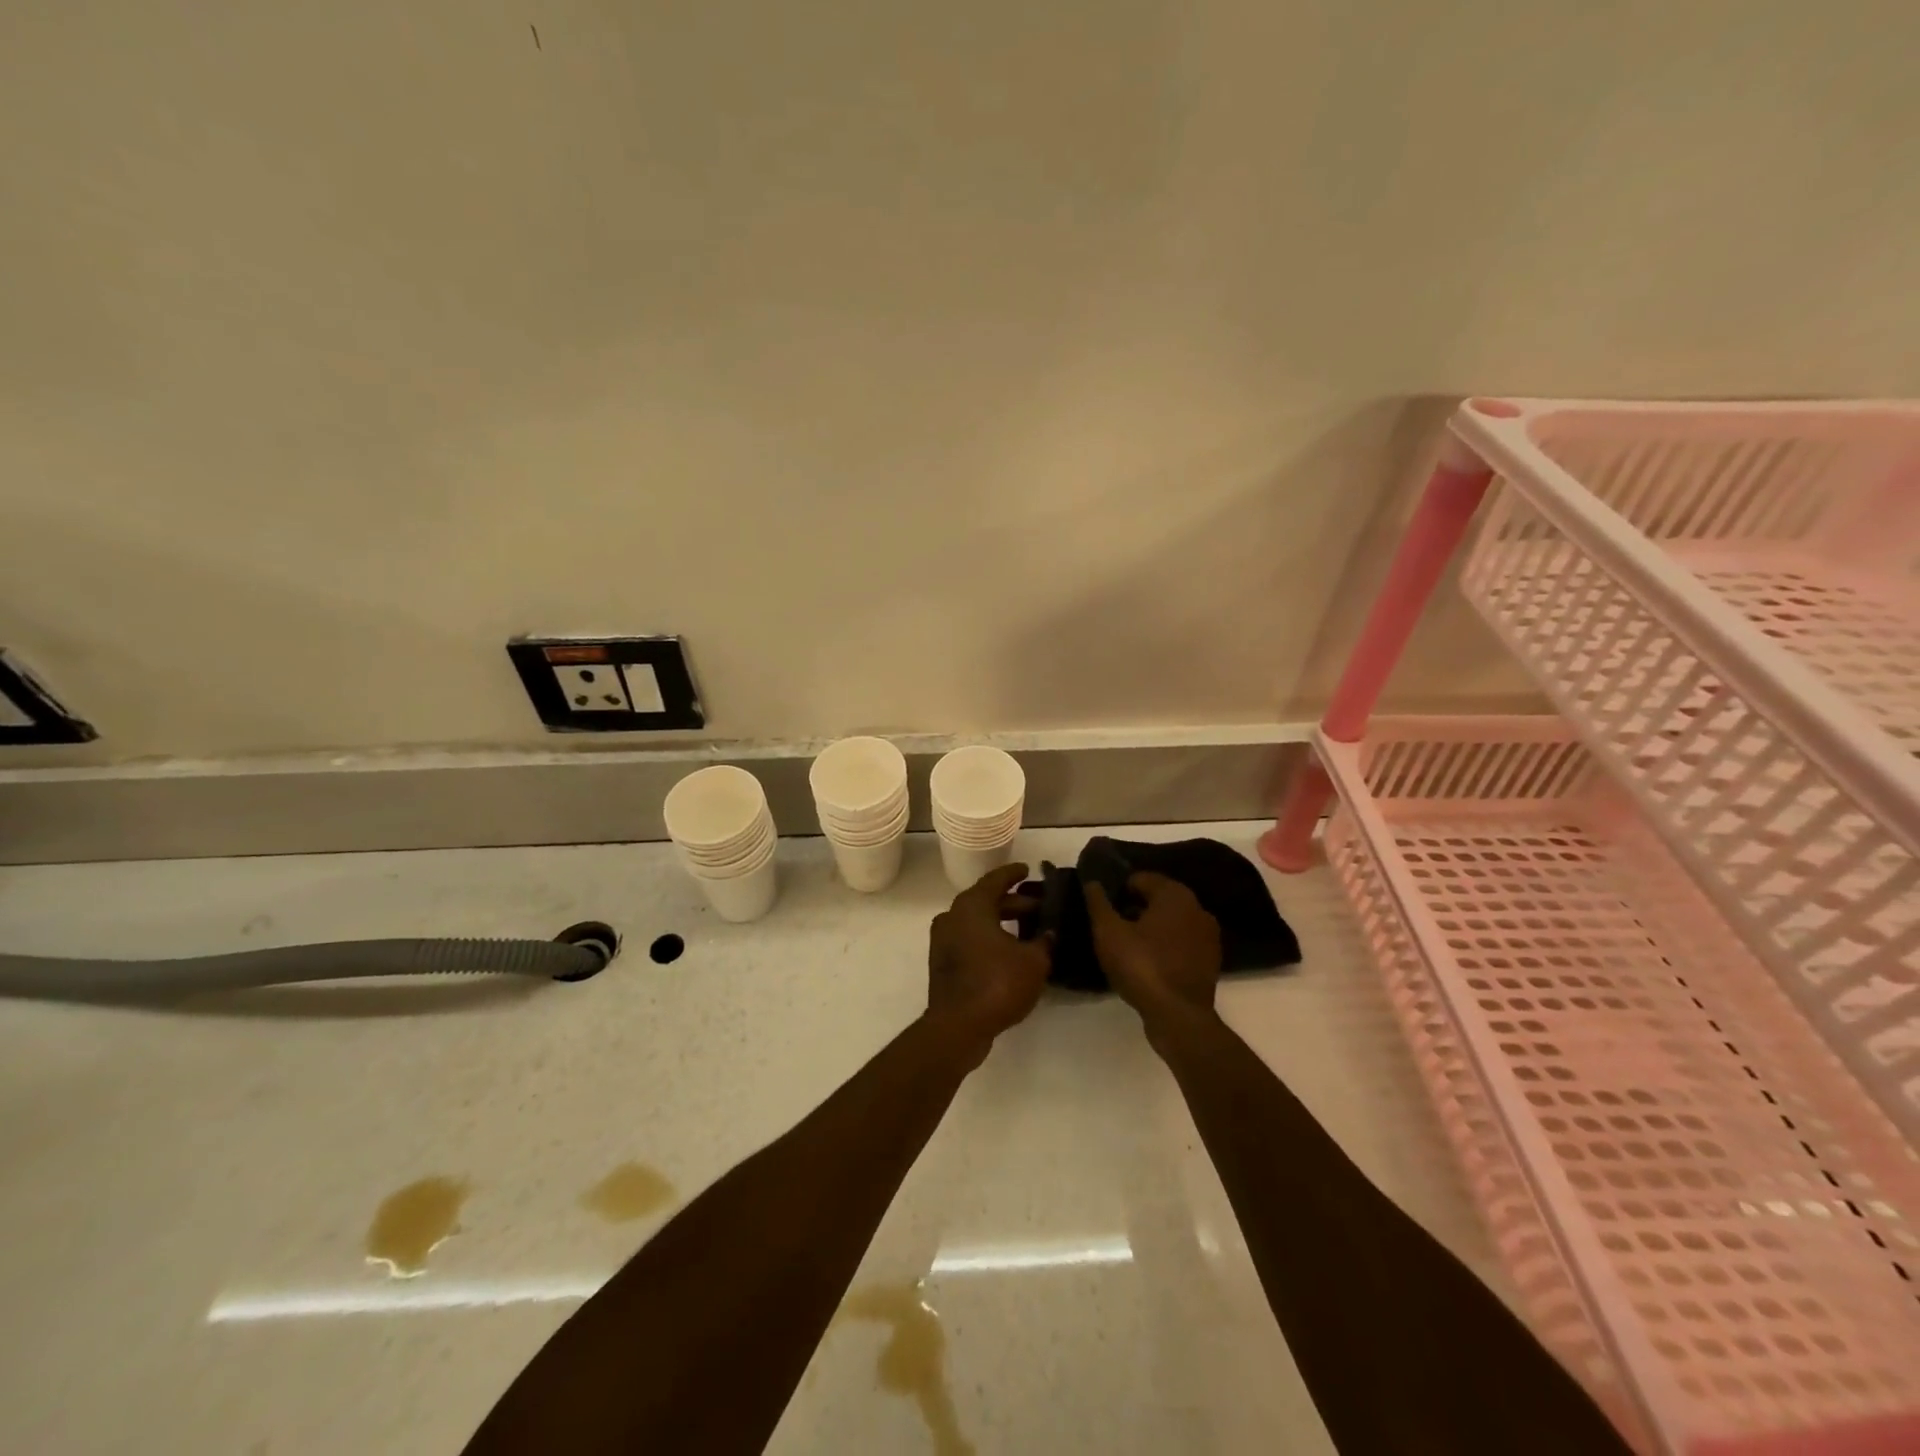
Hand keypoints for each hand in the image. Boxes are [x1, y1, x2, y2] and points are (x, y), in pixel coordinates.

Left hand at [925, 863, 1051, 1053]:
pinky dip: (990, 938)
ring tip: (1030, 929)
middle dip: (1014, 902)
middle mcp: (953, 916)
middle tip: (1040, 906)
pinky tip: (1011, 950)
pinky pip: (970, 939)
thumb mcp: (1034, 961)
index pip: (995, 880)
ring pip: (978, 921)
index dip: (1013, 874)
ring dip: (1002, 922)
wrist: (958, 1026)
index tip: (1028, 869)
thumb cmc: (998, 983)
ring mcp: (944, 940)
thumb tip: (1050, 932)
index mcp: (972, 906)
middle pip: (986, 901)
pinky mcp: (944, 962)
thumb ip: (1045, 941)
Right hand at [1084, 872, 1222, 1040]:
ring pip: (1172, 921)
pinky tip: (1148, 961)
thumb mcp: (1108, 932)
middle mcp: (1197, 908)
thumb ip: (1098, 903)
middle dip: (1135, 907)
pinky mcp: (1210, 960)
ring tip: (1128, 945)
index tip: (1104, 907)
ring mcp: (1208, 935)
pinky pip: (1181, 942)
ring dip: (1151, 927)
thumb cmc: (1141, 966)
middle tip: (1113, 925)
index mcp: (1175, 894)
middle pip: (1159, 898)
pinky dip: (1166, 945)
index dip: (1119, 889)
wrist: (1178, 1016)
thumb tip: (1092, 882)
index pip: (1142, 878)